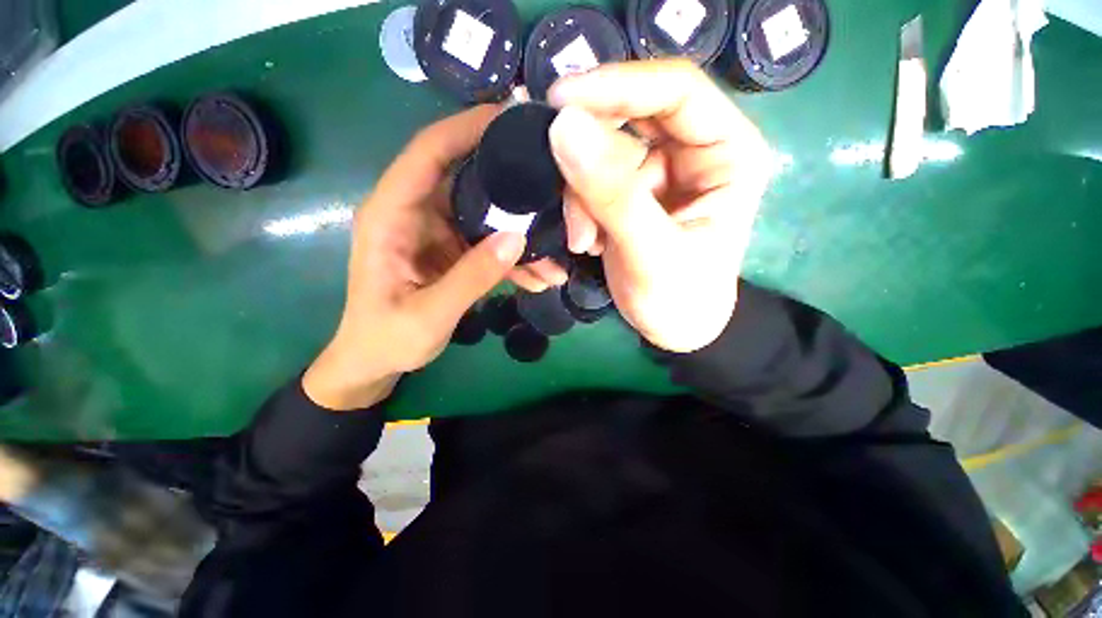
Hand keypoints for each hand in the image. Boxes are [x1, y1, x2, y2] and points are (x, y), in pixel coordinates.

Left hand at [303, 106, 526, 410]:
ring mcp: (438, 232)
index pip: (430, 152)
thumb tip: (517, 239)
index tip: (513, 116)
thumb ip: (472, 277)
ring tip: (557, 254)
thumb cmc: (387, 338)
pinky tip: (540, 277)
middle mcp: (416, 212)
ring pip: (486, 216)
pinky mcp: (454, 251)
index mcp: (392, 214)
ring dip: (522, 234)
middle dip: (511, 178)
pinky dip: (514, 259)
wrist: (376, 362)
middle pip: (468, 177)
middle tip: (554, 178)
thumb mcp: (429, 313)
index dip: (468, 127)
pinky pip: (489, 245)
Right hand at [548, 60, 772, 352]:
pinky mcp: (631, 193)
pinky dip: (579, 210)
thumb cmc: (680, 299)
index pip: (675, 90)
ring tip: (581, 241)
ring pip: (602, 155)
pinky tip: (585, 242)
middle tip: (564, 196)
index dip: (617, 87)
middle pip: (630, 119)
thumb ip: (613, 196)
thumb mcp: (651, 253)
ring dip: (580, 198)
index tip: (559, 102)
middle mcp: (695, 151)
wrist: (673, 329)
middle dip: (589, 160)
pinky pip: (592, 181)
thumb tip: (564, 128)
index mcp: (727, 153)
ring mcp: (659, 172)